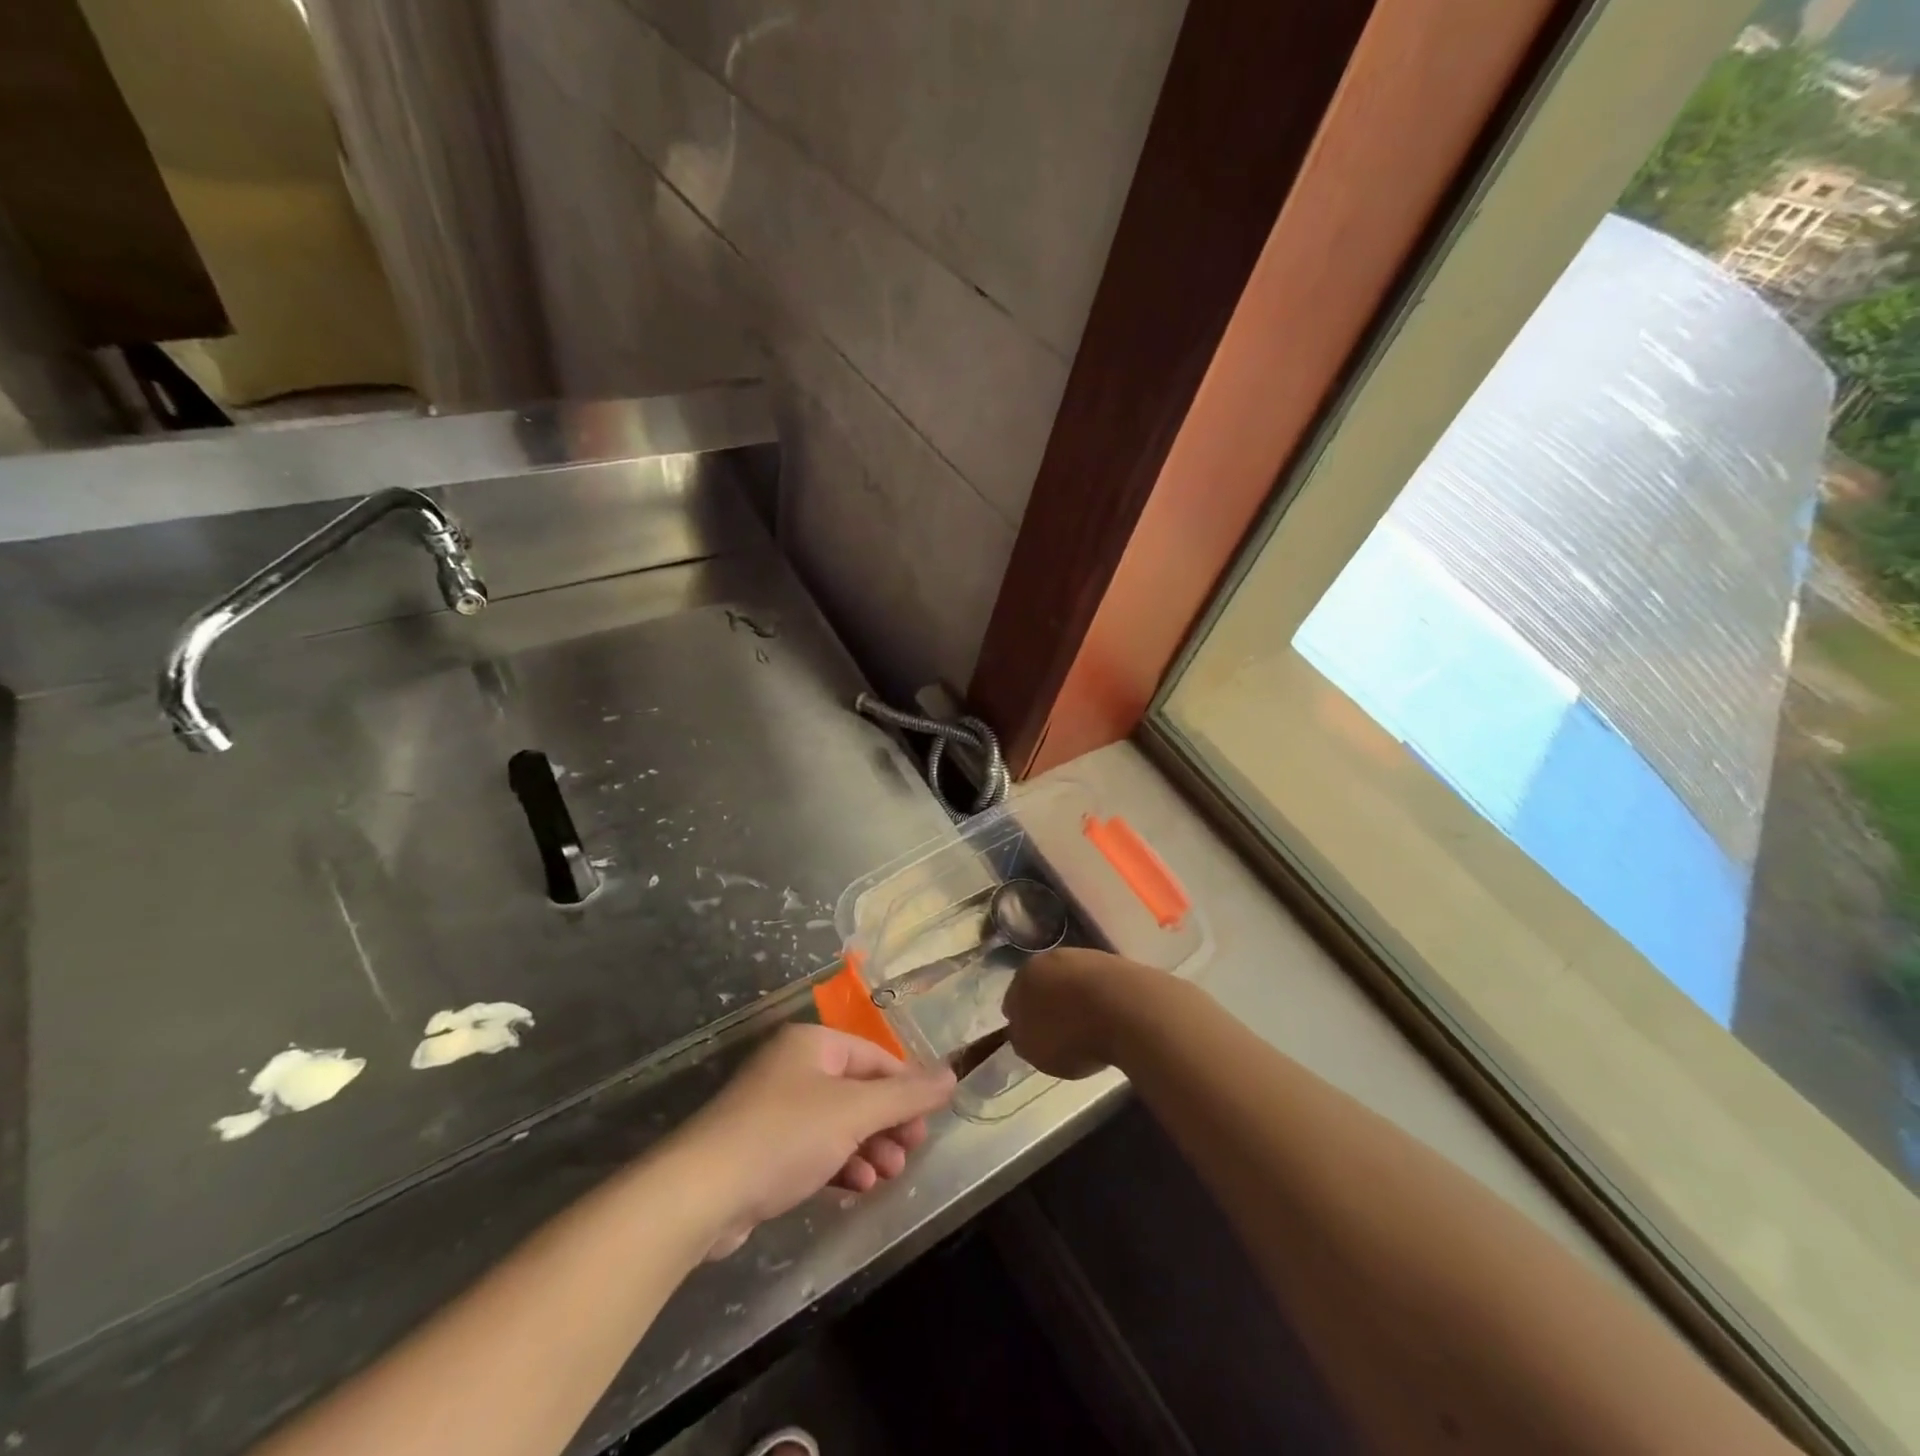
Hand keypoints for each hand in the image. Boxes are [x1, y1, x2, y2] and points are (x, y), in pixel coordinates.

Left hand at [672, 1024, 955, 1257]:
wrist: (701, 1193)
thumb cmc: (785, 1136)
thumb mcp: (854, 1111)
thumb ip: (906, 1094)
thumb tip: (952, 1074)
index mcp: (812, 1044)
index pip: (875, 1057)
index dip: (907, 1088)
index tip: (928, 1124)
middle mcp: (793, 1067)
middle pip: (858, 1090)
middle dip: (888, 1123)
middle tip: (910, 1154)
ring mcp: (774, 1108)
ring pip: (838, 1122)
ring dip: (867, 1148)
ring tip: (886, 1177)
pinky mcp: (762, 1148)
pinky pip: (814, 1148)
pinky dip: (839, 1163)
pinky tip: (855, 1187)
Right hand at [1002, 948, 1160, 1079]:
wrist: (1129, 1010)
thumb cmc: (1071, 1033)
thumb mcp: (1034, 1050)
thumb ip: (1021, 1038)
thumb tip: (1021, 1030)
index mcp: (1024, 975)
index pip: (1013, 998)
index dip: (1020, 1019)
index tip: (1030, 1037)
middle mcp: (1052, 958)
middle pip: (1045, 983)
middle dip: (1048, 1004)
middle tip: (1057, 1032)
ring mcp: (1087, 956)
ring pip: (1073, 981)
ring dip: (1076, 1000)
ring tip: (1088, 1029)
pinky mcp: (1118, 964)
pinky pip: (1102, 987)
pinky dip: (1102, 1001)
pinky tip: (1110, 1020)